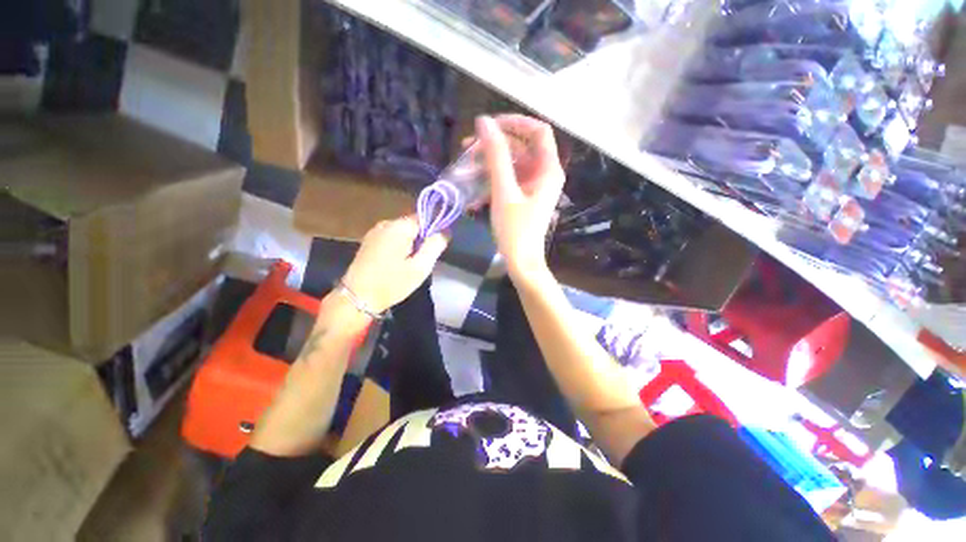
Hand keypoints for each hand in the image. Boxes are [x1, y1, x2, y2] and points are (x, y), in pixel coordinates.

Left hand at [341, 216, 447, 313]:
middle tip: (421, 261)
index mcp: (399, 227)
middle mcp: (386, 223)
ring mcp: (374, 231)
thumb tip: (445, 231)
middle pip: (413, 225)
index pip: (424, 218)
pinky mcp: (368, 241)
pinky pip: (391, 237)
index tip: (434, 250)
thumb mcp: (420, 267)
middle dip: (421, 239)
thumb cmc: (391, 283)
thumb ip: (435, 246)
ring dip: (410, 244)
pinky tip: (396, 263)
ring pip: (402, 232)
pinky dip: (398, 246)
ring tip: (409, 265)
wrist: (357, 297)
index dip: (433, 231)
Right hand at [478, 114, 564, 280]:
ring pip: (511, 165)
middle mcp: (544, 174)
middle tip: (467, 148)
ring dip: (488, 166)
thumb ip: (495, 155)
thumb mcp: (503, 191)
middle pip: (520, 147)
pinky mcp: (524, 197)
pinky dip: (491, 182)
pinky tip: (473, 193)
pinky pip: (508, 181)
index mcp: (548, 169)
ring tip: (464, 170)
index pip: (538, 131)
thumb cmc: (515, 229)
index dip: (514, 123)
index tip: (489, 127)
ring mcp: (534, 186)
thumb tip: (484, 122)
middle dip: (493, 146)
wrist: (521, 262)